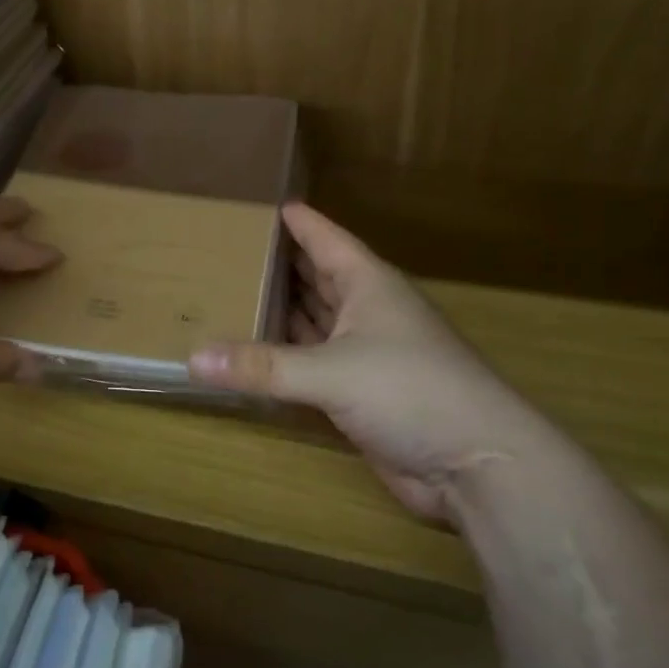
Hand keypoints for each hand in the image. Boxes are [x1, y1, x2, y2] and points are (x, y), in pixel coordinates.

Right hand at [189, 203, 572, 523]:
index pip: (326, 239)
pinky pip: (313, 365)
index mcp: (369, 285)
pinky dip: (286, 357)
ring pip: (315, 322)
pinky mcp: (362, 395)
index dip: (299, 222)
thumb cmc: (410, 391)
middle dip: (281, 265)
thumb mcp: (330, 372)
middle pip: (318, 278)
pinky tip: (256, 354)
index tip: (265, 203)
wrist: (476, 464)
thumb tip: (192, 359)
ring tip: (233, 293)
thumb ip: (261, 367)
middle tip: (231, 249)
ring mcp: (367, 355)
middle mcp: (368, 312)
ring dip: (282, 311)